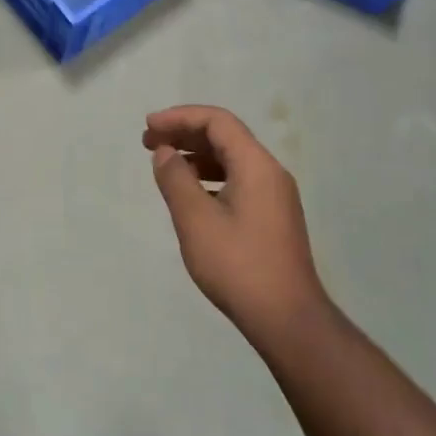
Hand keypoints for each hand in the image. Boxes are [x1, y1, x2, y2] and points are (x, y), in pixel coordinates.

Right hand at [144, 105, 327, 346]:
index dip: (180, 117)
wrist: (287, 318)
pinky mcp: (273, 217)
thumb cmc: (238, 265)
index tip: (149, 126)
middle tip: (148, 141)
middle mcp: (270, 172)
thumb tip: (164, 152)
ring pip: (232, 160)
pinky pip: (238, 180)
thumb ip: (176, 179)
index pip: (217, 121)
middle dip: (186, 134)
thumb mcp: (196, 220)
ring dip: (197, 156)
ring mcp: (275, 195)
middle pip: (225, 137)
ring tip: (165, 165)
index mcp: (256, 165)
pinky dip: (210, 177)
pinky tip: (190, 194)